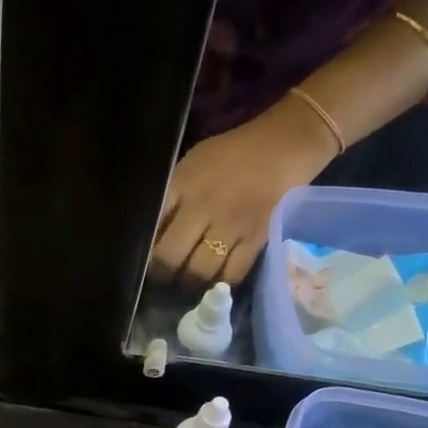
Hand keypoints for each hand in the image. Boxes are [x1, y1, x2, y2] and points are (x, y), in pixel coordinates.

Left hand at [150, 96, 338, 285]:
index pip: (151, 228)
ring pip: (198, 271)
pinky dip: (220, 282)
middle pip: (170, 257)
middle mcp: (203, 206)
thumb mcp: (191, 166)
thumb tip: (151, 237)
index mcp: (182, 185)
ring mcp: (232, 224)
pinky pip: (231, 274)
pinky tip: (216, 278)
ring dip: (190, 282)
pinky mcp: (257, 238)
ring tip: (189, 280)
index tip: (144, 261)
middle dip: (163, 275)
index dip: (143, 251)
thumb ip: (171, 199)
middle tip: (165, 277)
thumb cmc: (230, 156)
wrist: (283, 144)